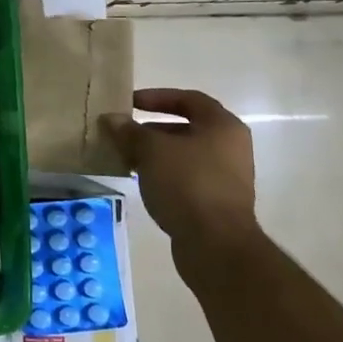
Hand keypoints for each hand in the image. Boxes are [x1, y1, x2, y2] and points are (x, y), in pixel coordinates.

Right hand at [103, 89, 258, 270]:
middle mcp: (230, 147)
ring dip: (155, 154)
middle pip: (186, 128)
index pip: (189, 99)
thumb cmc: (187, 184)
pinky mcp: (217, 202)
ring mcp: (226, 177)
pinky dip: (164, 175)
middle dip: (152, 129)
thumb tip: (112, 118)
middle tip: (123, 134)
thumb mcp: (151, 151)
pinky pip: (186, 178)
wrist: (216, 244)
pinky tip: (141, 182)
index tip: (130, 103)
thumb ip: (130, 131)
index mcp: (223, 126)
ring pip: (184, 155)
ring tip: (126, 158)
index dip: (157, 97)